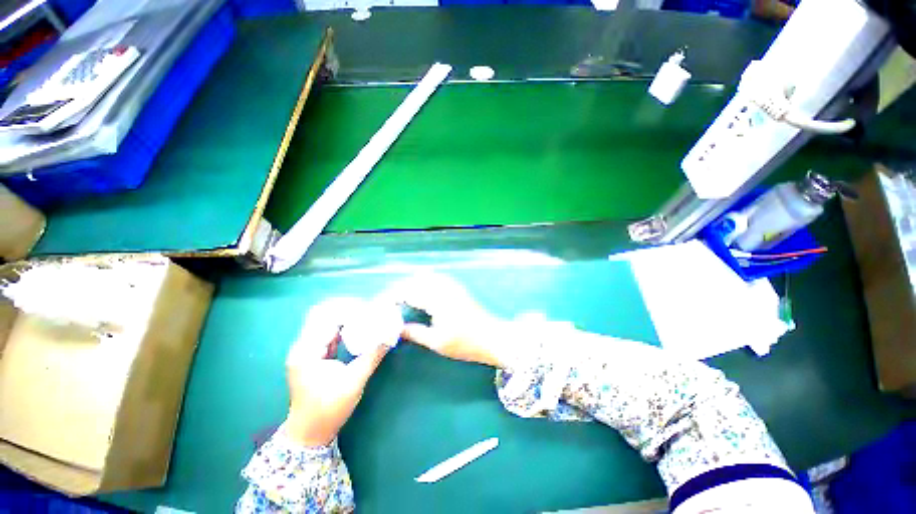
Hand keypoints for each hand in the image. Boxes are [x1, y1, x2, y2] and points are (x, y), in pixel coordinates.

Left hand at [283, 299, 390, 446]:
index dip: (348, 309)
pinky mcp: (314, 354)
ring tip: (366, 315)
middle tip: (368, 310)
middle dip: (346, 307)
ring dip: (345, 315)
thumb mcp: (354, 382)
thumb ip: (372, 355)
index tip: (369, 310)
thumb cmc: (328, 410)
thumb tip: (391, 335)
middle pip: (322, 313)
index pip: (325, 316)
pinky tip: (359, 327)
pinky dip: (344, 326)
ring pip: (325, 320)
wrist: (309, 433)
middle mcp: (303, 345)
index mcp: (307, 351)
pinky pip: (329, 331)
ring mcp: (307, 349)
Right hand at [384, 273, 510, 367]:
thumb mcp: (437, 342)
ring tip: (401, 300)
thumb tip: (396, 328)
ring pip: (424, 278)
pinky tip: (419, 295)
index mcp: (436, 298)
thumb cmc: (466, 342)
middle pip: (414, 281)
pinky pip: (435, 279)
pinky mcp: (456, 288)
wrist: (493, 337)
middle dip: (398, 290)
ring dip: (411, 285)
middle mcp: (443, 287)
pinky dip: (423, 284)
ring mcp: (451, 285)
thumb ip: (415, 332)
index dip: (391, 297)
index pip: (407, 291)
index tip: (380, 306)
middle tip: (388, 304)